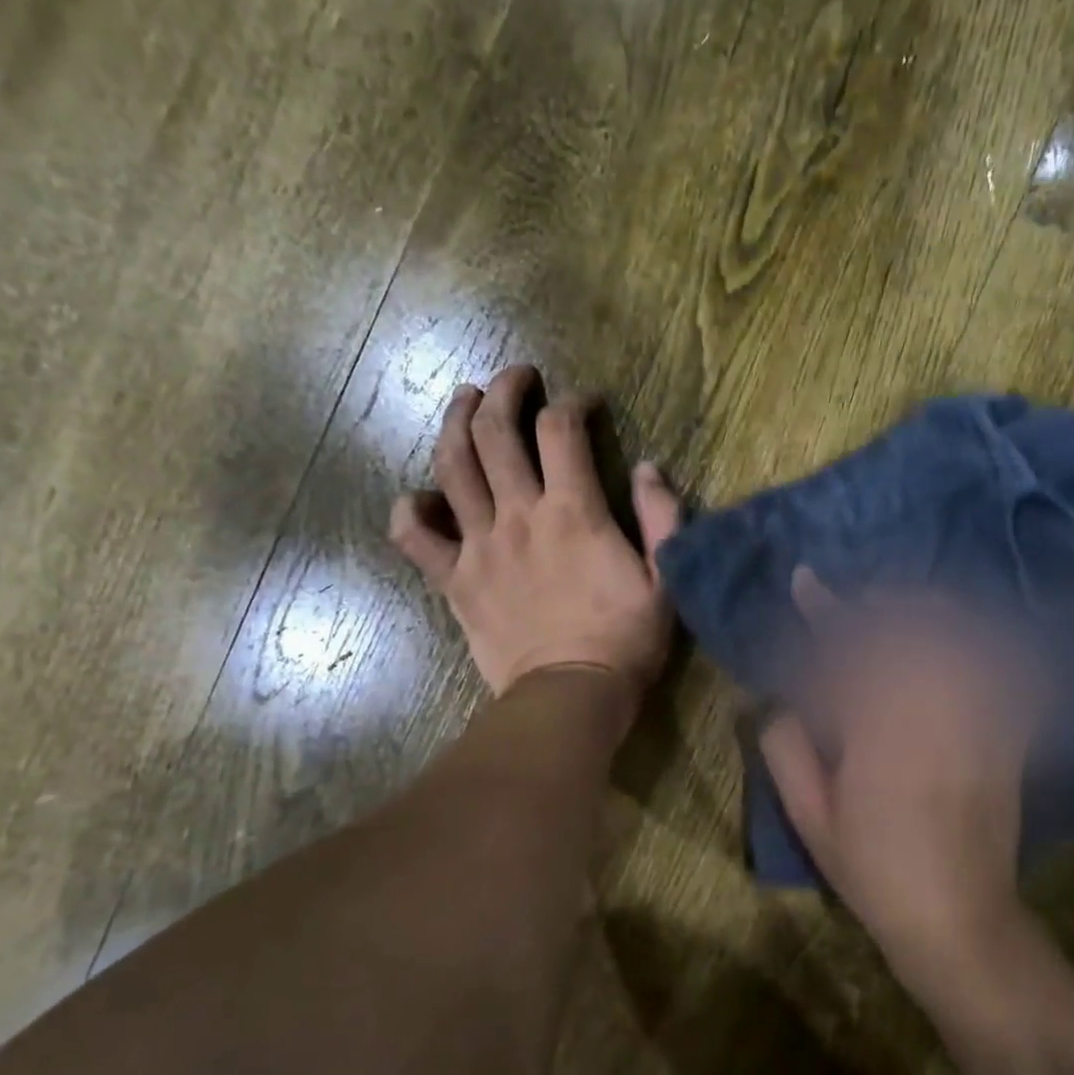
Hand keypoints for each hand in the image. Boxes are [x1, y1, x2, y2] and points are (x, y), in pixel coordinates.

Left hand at [389, 366, 682, 715]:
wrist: (569, 696)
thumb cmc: (624, 640)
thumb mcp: (665, 578)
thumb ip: (661, 518)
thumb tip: (647, 468)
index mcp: (572, 512)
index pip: (561, 430)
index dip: (571, 404)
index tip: (583, 403)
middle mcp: (518, 516)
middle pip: (496, 432)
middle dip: (503, 391)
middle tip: (515, 378)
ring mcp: (479, 547)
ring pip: (451, 467)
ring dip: (454, 423)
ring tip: (463, 401)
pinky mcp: (454, 581)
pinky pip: (415, 539)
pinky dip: (408, 512)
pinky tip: (416, 499)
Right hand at [759, 570, 1034, 979]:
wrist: (957, 917)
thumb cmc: (874, 869)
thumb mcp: (811, 818)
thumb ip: (786, 750)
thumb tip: (781, 701)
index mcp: (877, 733)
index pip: (847, 651)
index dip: (824, 611)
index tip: (806, 581)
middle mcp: (931, 715)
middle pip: (909, 632)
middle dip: (879, 603)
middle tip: (857, 597)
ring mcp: (976, 723)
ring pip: (957, 642)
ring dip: (930, 613)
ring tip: (905, 605)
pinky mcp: (1006, 737)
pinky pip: (1005, 673)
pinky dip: (989, 643)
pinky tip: (971, 633)